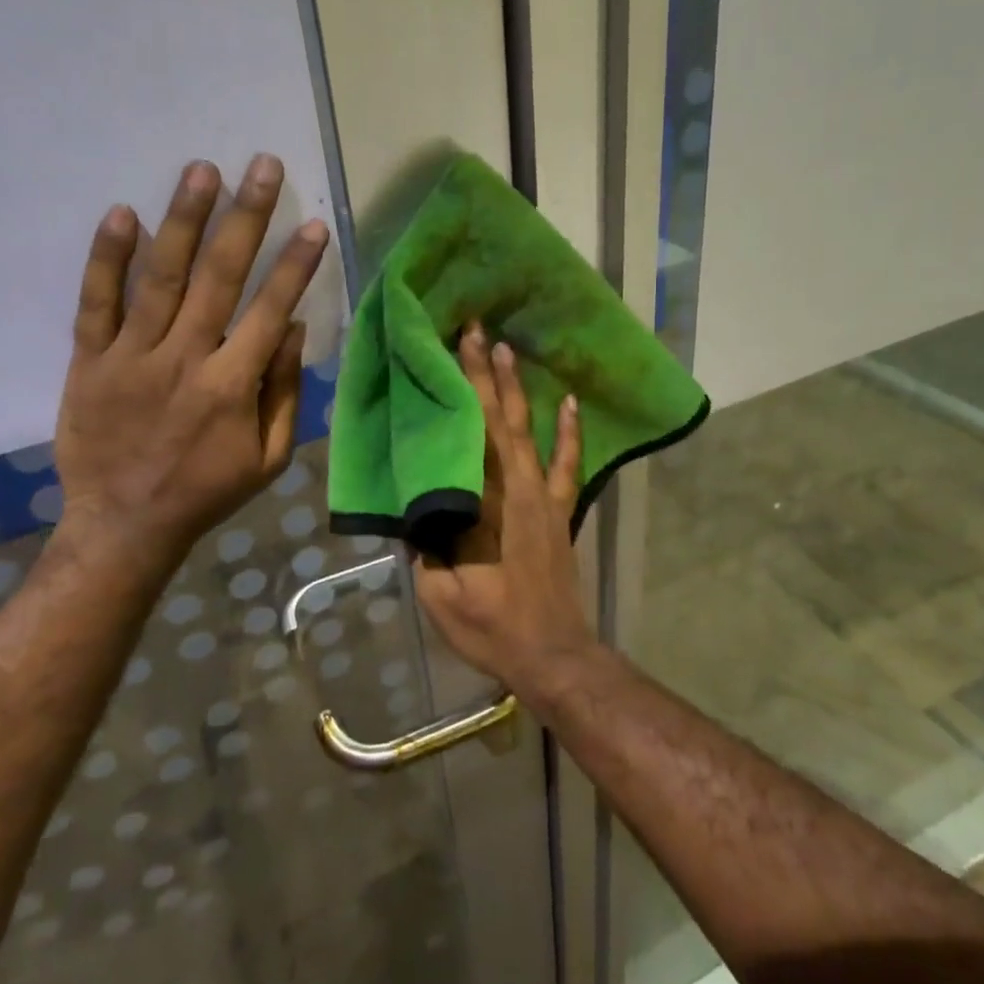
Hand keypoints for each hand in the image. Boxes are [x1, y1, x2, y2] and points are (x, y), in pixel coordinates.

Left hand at [53, 154, 328, 567]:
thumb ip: (283, 393)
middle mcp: (185, 359)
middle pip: (220, 278)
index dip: (296, 266)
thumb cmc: (207, 491)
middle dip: (246, 218)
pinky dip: (108, 259)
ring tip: (201, 170)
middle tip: (261, 166)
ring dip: (184, 221)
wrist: (124, 523)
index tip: (314, 223)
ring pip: (162, 278)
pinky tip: (123, 214)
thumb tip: (293, 330)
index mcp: (232, 386)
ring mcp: (132, 356)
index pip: (270, 310)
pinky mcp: (90, 361)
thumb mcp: (268, 458)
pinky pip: (96, 303)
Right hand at [412, 323, 594, 693]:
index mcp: (482, 505)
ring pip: (527, 432)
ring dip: (517, 388)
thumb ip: (426, 547)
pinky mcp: (561, 512)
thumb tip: (412, 509)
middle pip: (496, 420)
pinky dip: (570, 432)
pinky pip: (568, 465)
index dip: (457, 392)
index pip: (465, 435)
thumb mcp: (440, 594)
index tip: (447, 352)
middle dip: (482, 372)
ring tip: (506, 348)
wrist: (551, 654)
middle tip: (473, 329)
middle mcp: (515, 490)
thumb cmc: (491, 627)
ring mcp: (543, 498)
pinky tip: (570, 402)